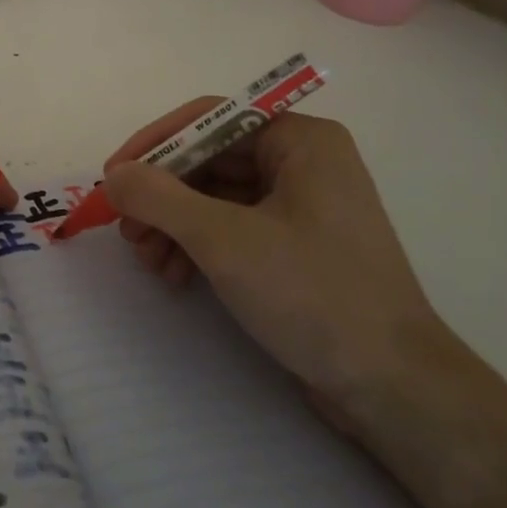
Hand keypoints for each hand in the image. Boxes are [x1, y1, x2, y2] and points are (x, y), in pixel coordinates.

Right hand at [102, 105, 454, 420]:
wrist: (393, 388)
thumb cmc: (313, 294)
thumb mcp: (224, 240)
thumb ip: (159, 198)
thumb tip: (114, 176)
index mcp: (300, 140)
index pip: (210, 119)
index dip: (155, 144)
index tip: (112, 178)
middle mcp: (303, 161)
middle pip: (209, 159)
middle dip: (161, 195)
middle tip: (125, 230)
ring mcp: (301, 205)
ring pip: (216, 196)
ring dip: (174, 224)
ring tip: (149, 262)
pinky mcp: (296, 245)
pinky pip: (233, 226)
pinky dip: (198, 245)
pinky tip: (175, 276)